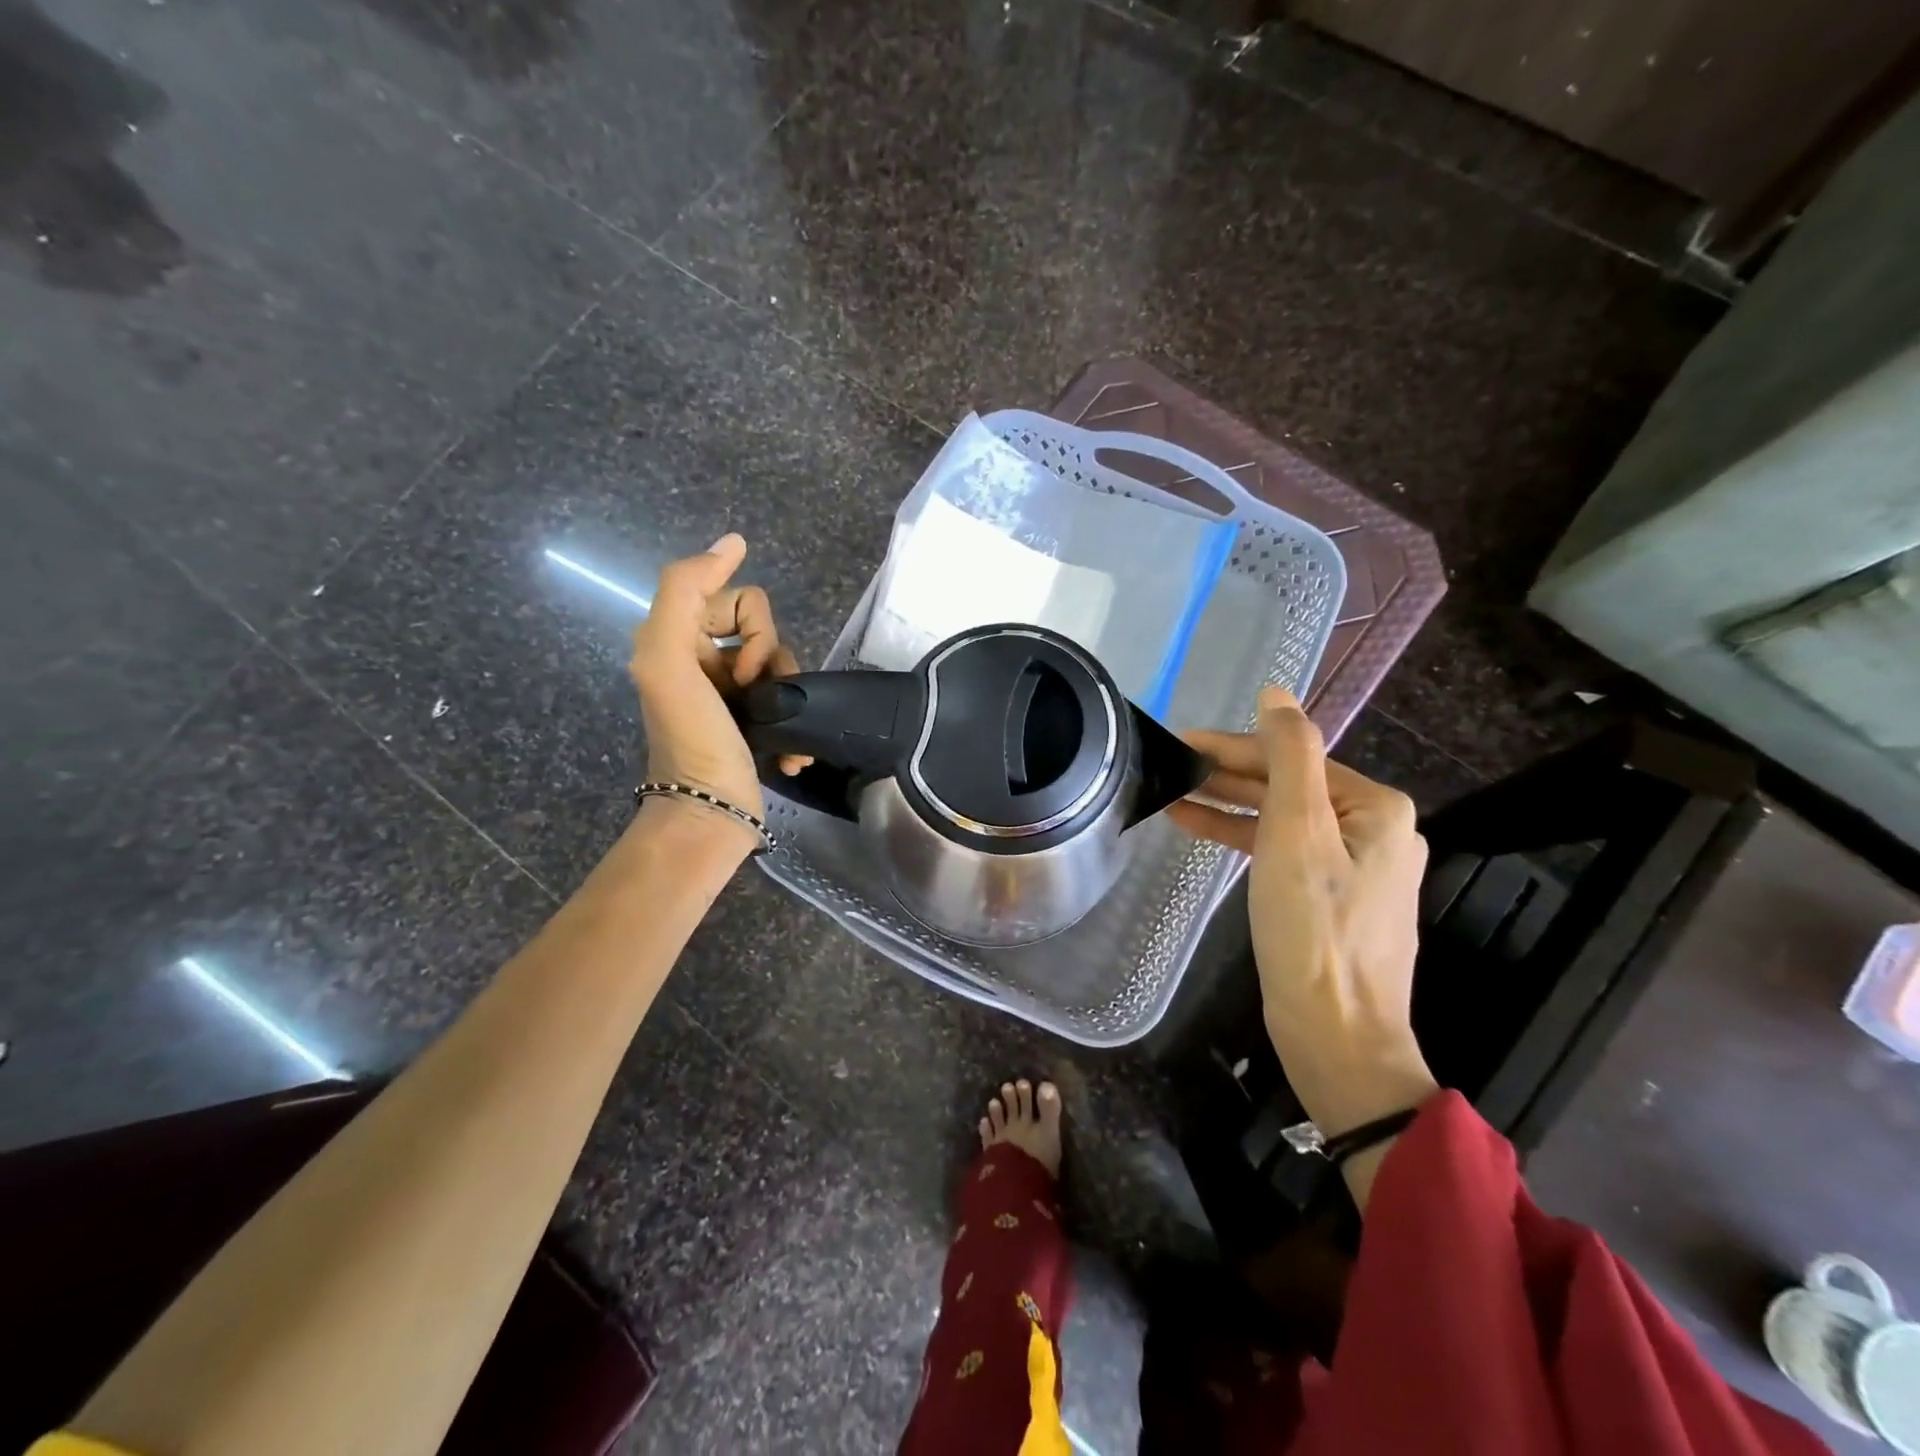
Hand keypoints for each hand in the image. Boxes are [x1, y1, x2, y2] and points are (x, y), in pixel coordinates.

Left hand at [628, 534, 798, 841]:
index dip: (751, 628)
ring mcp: (733, 695)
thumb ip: (684, 589)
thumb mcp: (666, 656)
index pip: (739, 599)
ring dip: (788, 690)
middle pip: (765, 629)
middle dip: (771, 658)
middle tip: (755, 694)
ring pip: (783, 663)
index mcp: (679, 639)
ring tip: (780, 730)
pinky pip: (789, 699)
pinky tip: (791, 752)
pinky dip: (793, 723)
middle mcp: (705, 662)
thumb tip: (734, 541)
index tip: (738, 670)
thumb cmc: (691, 736)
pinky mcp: (757, 723)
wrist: (710, 812)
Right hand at [1169, 688, 1436, 1148]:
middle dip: (1226, 774)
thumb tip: (1276, 693)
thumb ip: (1289, 756)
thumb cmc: (1314, 930)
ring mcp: (1352, 866)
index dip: (1232, 746)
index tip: (1178, 741)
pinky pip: (1279, 850)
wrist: (1336, 1035)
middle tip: (1167, 764)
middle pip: (1287, 784)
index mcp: (1376, 808)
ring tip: (1171, 794)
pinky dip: (1241, 837)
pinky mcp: (1327, 896)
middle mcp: (1372, 829)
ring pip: (1279, 817)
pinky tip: (1197, 828)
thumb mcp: (1297, 833)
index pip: (1293, 757)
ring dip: (1226, 804)